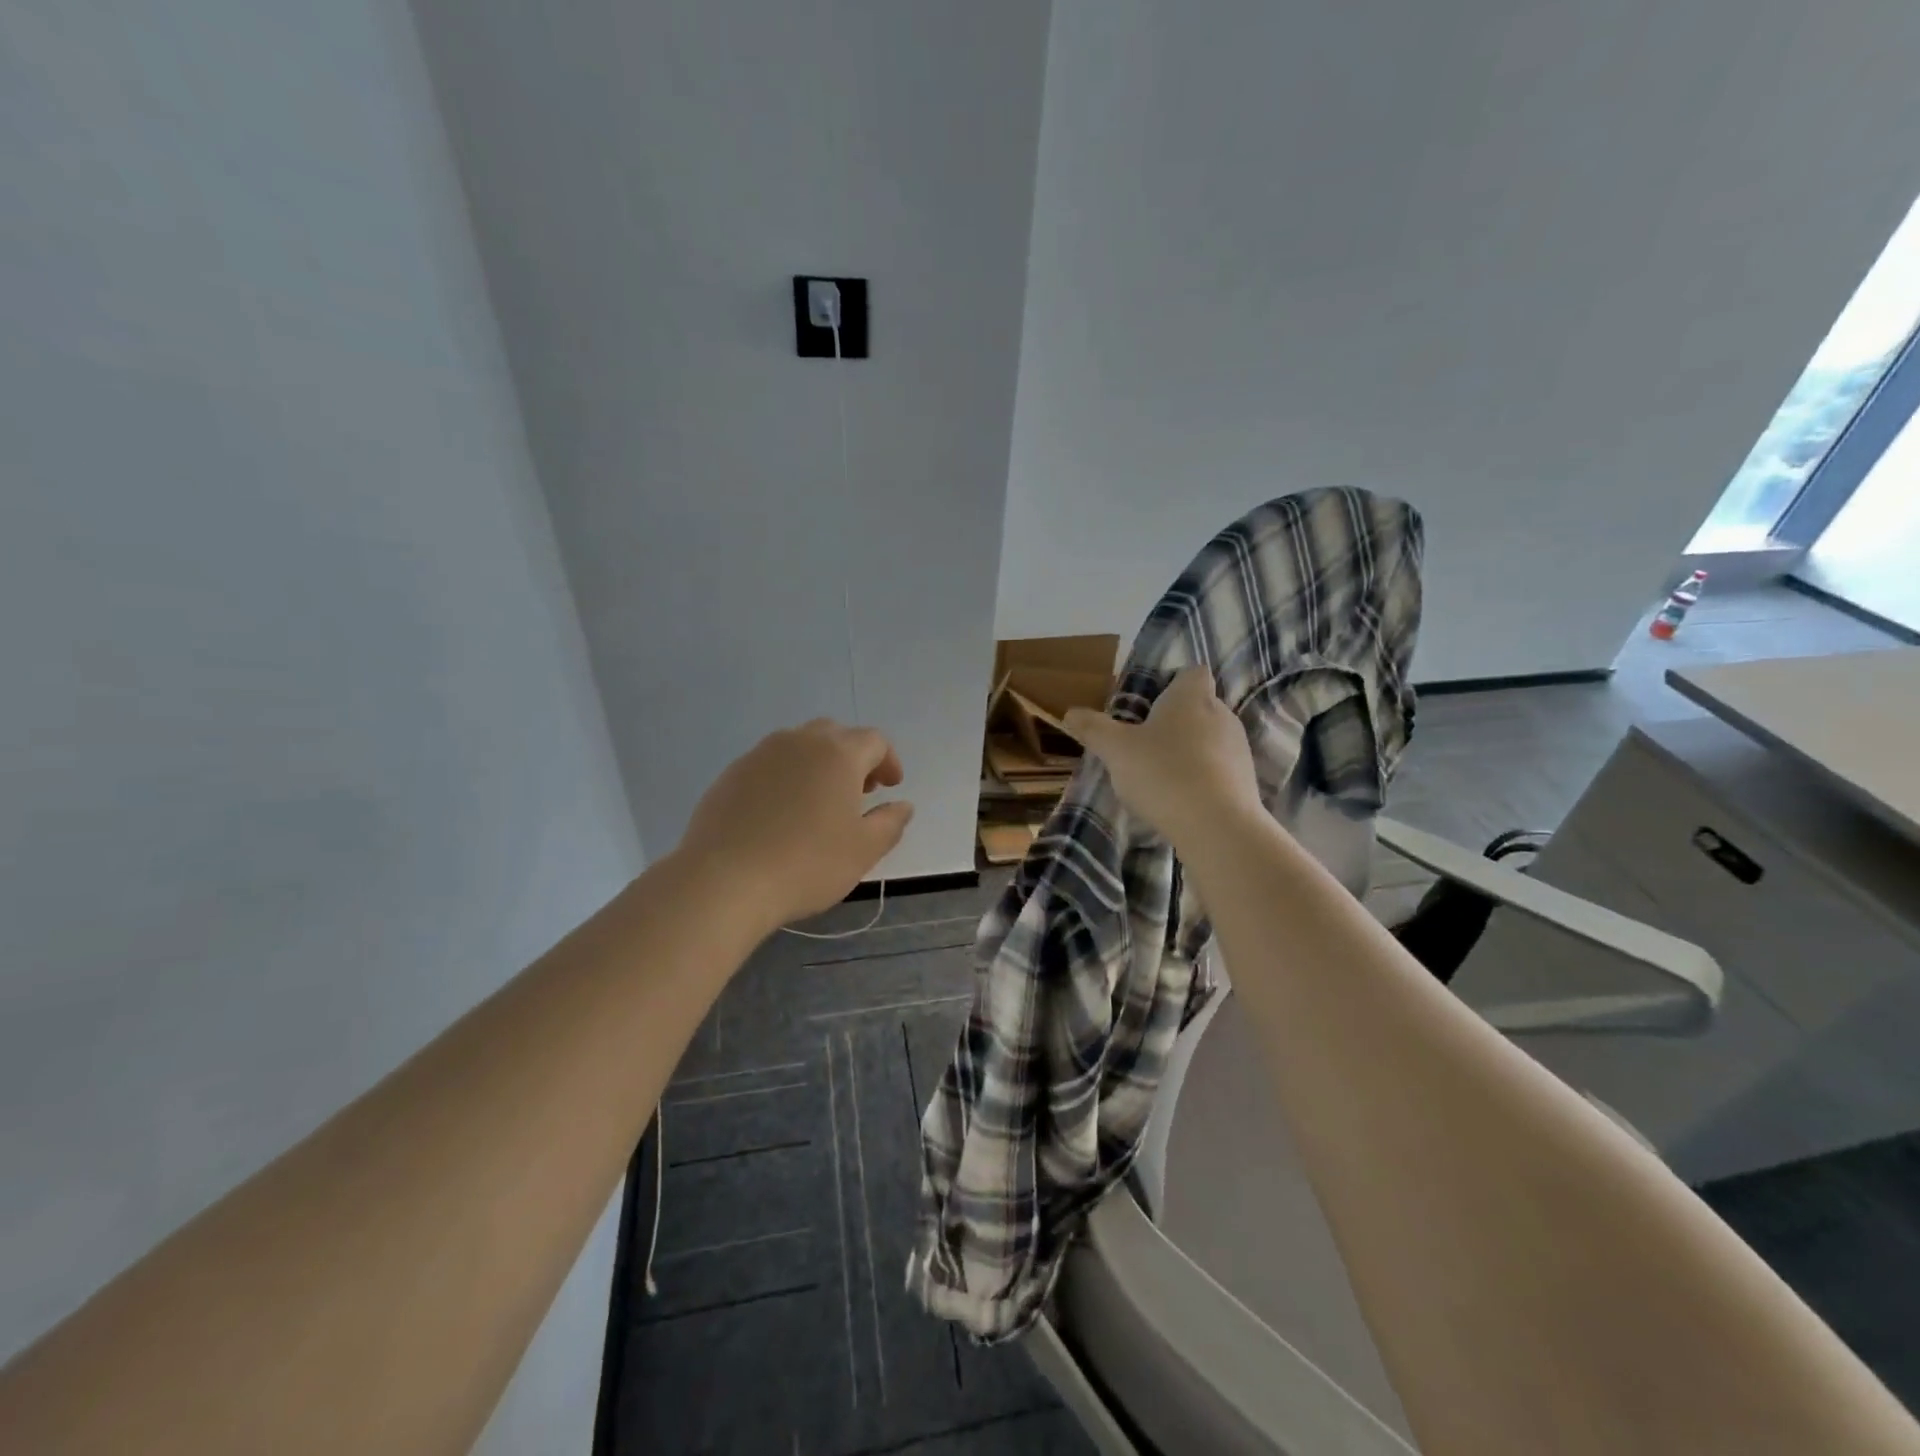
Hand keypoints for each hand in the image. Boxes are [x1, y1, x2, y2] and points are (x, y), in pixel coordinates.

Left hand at [676, 719, 914, 931]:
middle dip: (853, 757)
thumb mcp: (863, 850)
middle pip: (834, 735)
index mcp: (838, 753)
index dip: (888, 760)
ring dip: (817, 764)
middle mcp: (799, 742)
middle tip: (859, 791)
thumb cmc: (807, 863)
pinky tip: (781, 814)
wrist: (724, 880)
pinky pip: (768, 765)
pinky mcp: (730, 775)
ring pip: (798, 746)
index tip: (891, 787)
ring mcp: (759, 755)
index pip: (874, 741)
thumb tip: (902, 805)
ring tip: (819, 801)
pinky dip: (785, 778)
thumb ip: (890, 823)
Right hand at [1063, 666, 1260, 850]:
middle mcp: (1222, 714)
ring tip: (1161, 774)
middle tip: (1145, 742)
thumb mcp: (1116, 750)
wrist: (1217, 826)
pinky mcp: (1246, 780)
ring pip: (1211, 738)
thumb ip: (1093, 728)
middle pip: (1200, 706)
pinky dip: (1203, 776)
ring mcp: (1239, 748)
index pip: (1193, 672)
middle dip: (1176, 720)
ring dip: (1190, 750)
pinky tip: (1181, 798)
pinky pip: (1220, 768)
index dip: (1173, 682)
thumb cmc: (1163, 773)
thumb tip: (1071, 712)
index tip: (1150, 703)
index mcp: (1191, 697)